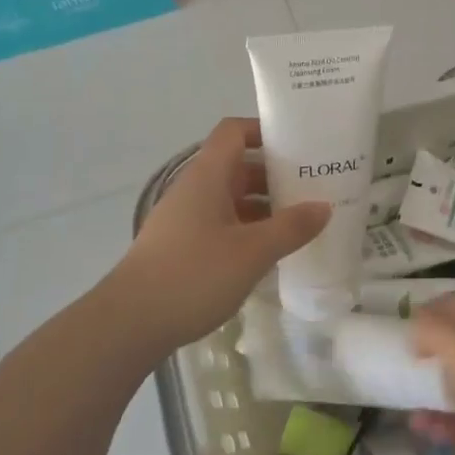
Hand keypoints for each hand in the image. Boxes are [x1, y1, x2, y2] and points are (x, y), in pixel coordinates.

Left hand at [113, 117, 329, 354]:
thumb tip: (324, 207)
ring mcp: (185, 219)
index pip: (234, 132)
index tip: (300, 144)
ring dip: (264, 205)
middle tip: (313, 186)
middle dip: (274, 173)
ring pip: (230, 198)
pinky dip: (248, 229)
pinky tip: (270, 251)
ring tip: (300, 221)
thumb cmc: (193, 275)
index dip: (264, 130)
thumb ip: (291, 227)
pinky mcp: (182, 247)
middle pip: (237, 166)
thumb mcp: (252, 252)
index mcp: (207, 177)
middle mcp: (194, 190)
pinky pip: (222, 224)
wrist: (130, 323)